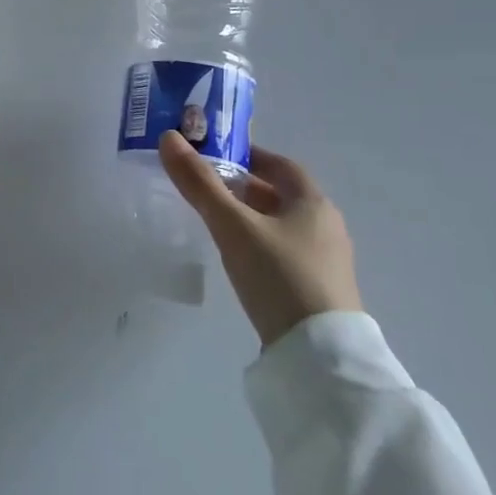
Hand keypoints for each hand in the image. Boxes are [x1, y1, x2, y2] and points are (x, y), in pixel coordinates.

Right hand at [158, 131, 362, 345]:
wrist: (320, 356)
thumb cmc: (279, 276)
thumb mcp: (232, 227)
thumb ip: (200, 184)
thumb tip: (169, 137)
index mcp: (313, 203)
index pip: (281, 165)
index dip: (249, 156)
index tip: (216, 155)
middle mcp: (326, 226)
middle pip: (281, 195)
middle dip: (245, 187)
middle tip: (206, 187)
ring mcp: (326, 261)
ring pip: (282, 225)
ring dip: (252, 217)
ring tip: (215, 221)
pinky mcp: (319, 290)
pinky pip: (285, 252)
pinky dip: (261, 244)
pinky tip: (240, 259)